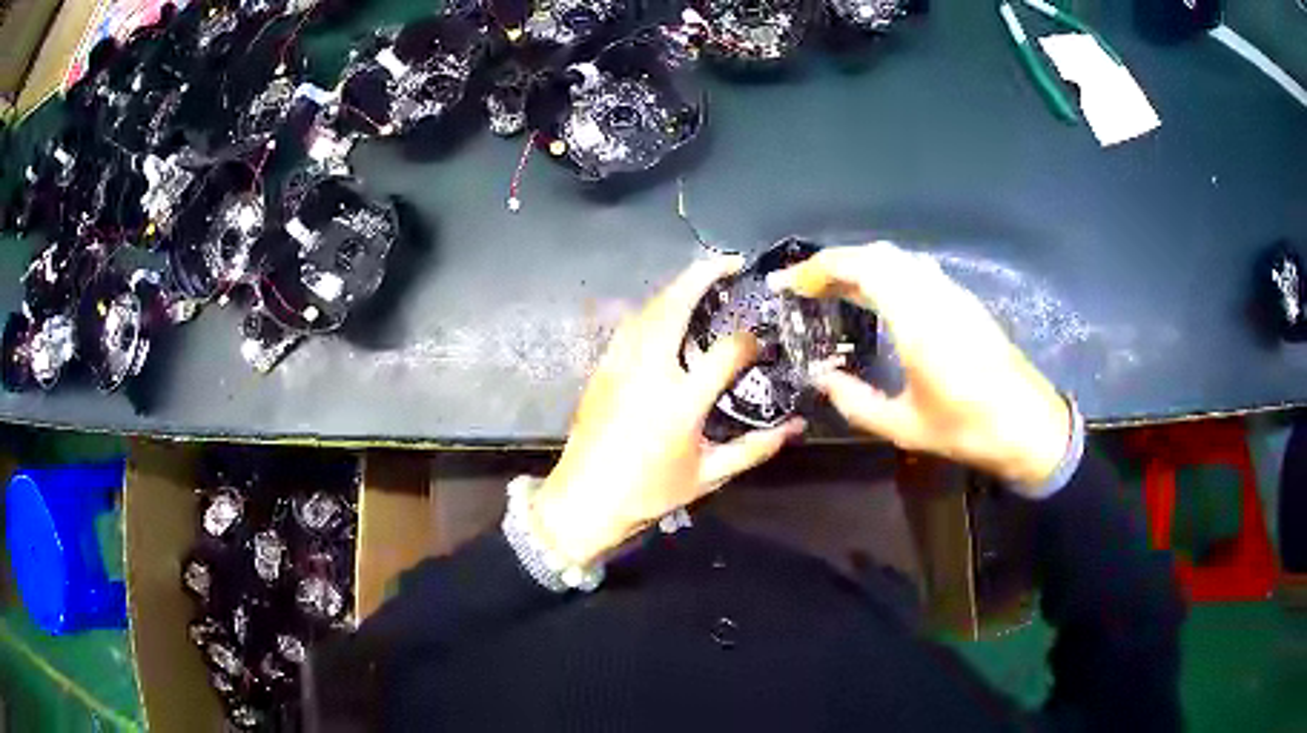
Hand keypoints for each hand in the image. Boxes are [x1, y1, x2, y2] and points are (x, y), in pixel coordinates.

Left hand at [535, 257, 805, 565]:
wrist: (584, 500)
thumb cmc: (649, 493)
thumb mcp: (709, 476)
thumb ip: (755, 448)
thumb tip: (796, 428)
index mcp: (680, 401)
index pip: (725, 351)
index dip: (749, 339)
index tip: (761, 339)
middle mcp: (649, 371)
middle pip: (675, 305)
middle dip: (703, 275)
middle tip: (730, 263)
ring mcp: (620, 364)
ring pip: (648, 308)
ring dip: (677, 287)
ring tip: (703, 280)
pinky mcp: (602, 368)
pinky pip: (630, 324)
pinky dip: (653, 308)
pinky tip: (666, 311)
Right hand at [768, 242, 1070, 496]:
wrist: (1030, 426)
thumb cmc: (969, 429)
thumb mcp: (905, 427)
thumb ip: (856, 402)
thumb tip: (821, 379)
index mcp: (917, 319)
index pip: (861, 268)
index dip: (818, 269)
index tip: (788, 285)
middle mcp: (934, 294)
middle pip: (878, 255)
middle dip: (835, 263)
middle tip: (806, 289)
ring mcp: (953, 294)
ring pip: (899, 260)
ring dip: (862, 266)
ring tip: (834, 292)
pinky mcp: (964, 302)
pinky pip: (917, 272)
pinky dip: (886, 275)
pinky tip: (877, 301)